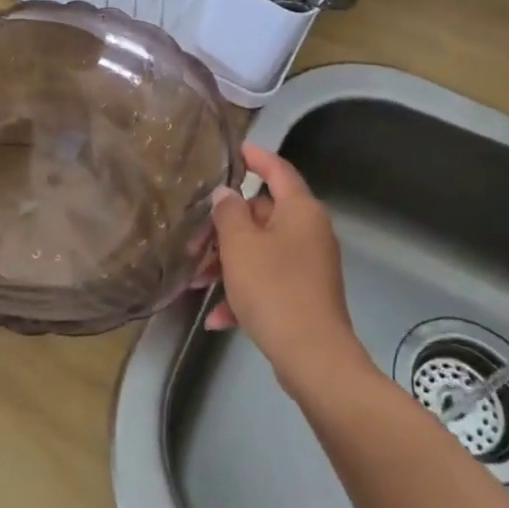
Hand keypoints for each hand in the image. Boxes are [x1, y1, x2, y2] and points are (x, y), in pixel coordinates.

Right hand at [206, 144, 367, 393]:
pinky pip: (268, 281)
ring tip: (197, 282)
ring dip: (228, 263)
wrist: (313, 358)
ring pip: (261, 250)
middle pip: (262, 214)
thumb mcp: (240, 245)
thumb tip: (227, 195)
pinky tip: (218, 317)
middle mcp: (309, 232)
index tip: (236, 150)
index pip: (278, 170)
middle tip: (195, 241)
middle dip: (226, 228)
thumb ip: (228, 212)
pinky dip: (244, 292)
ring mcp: (309, 266)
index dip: (257, 157)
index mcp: (300, 210)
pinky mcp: (305, 296)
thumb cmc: (274, 288)